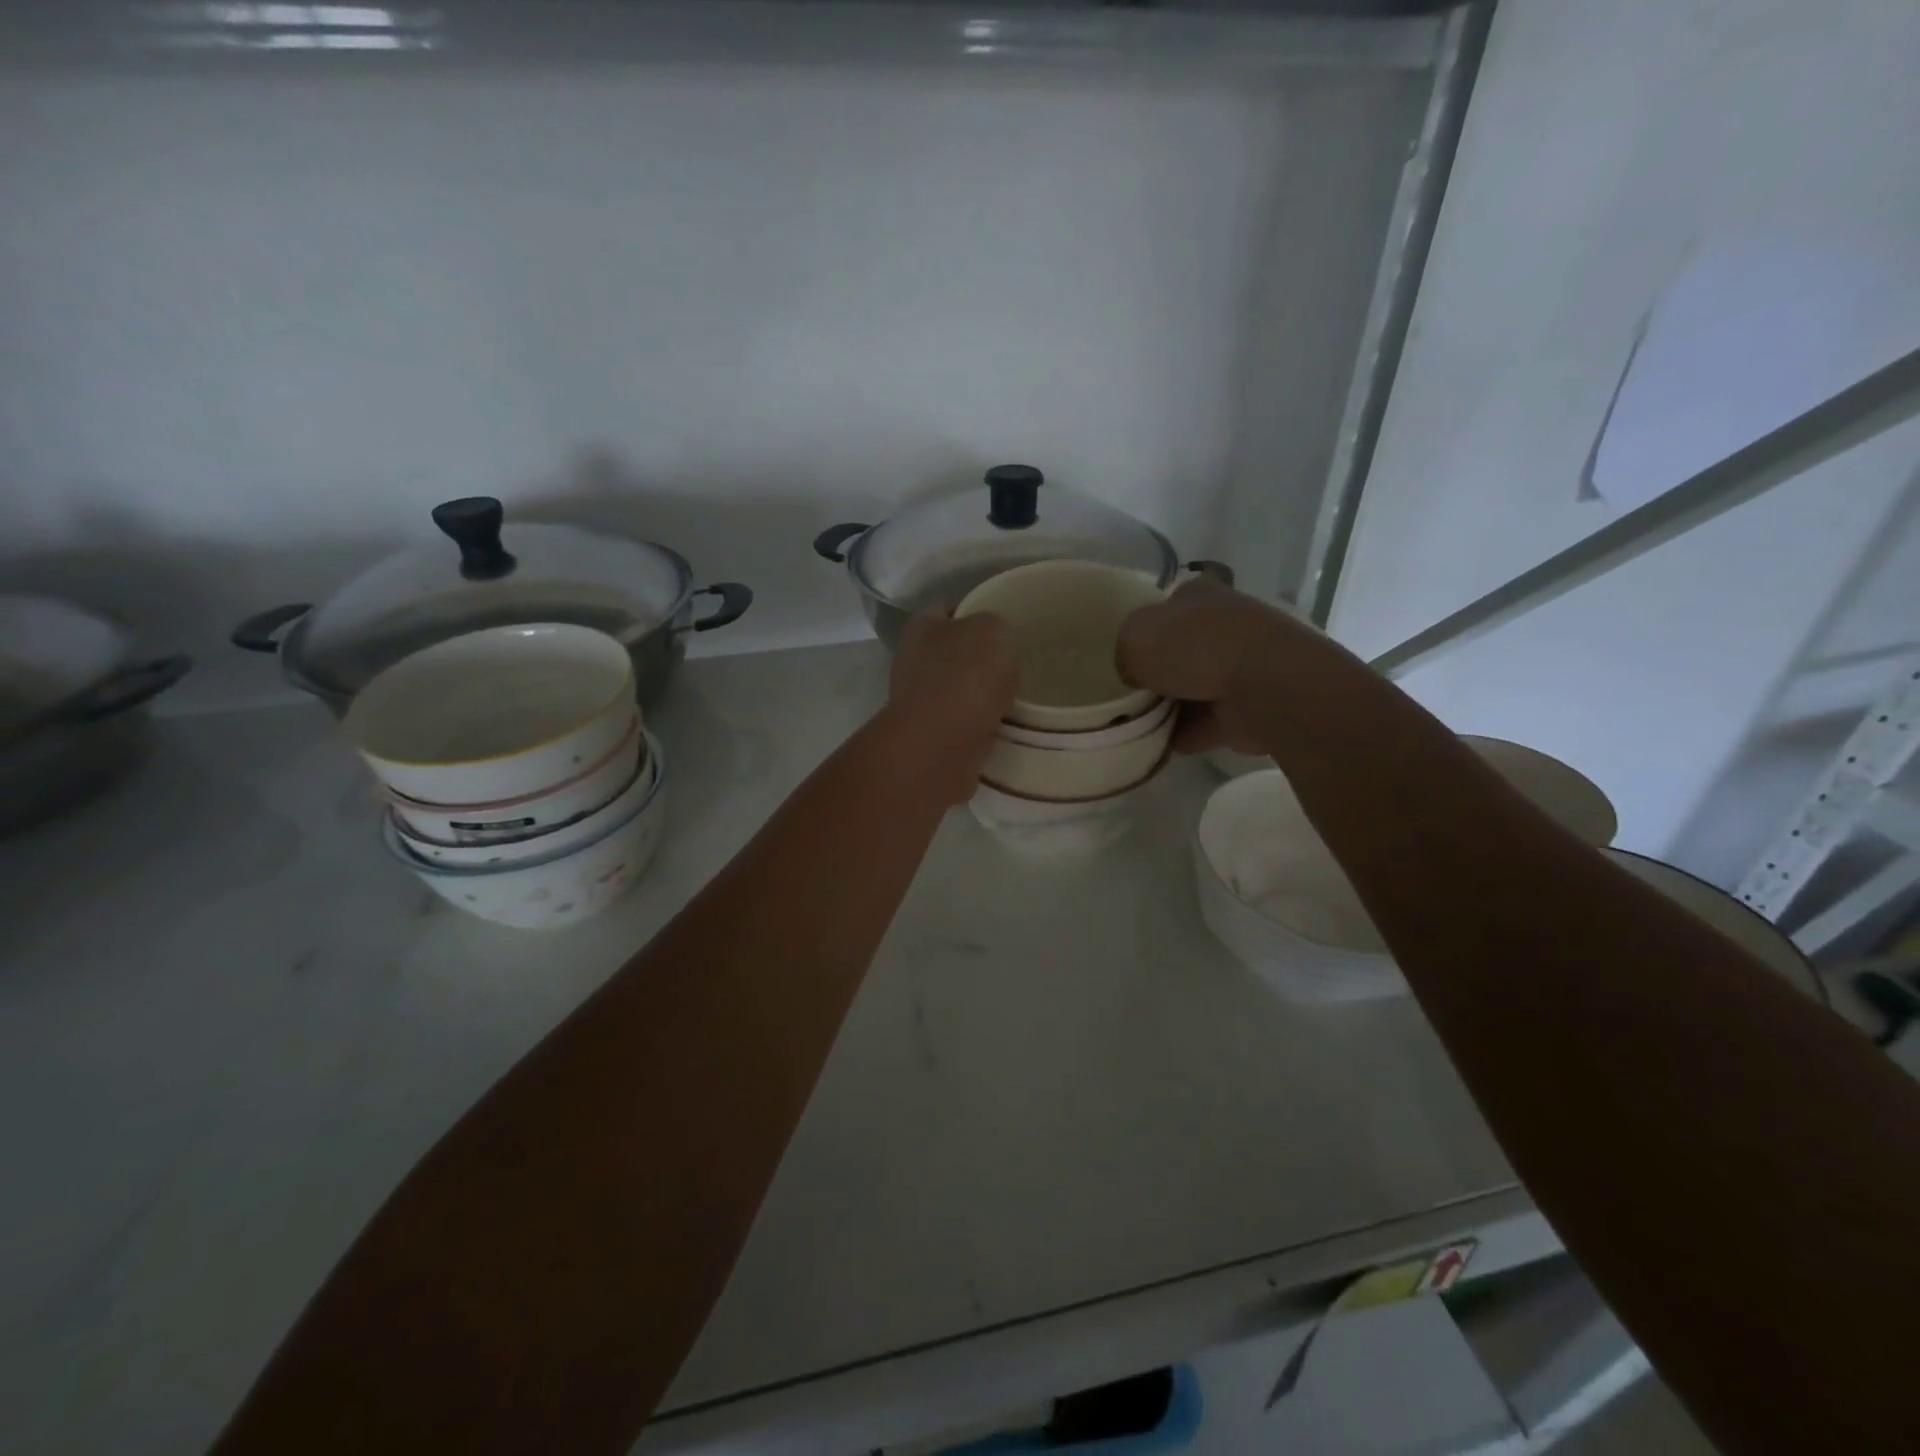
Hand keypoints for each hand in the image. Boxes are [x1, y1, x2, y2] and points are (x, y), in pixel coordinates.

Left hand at [885, 612, 1018, 803]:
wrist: (942, 744)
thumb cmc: (965, 676)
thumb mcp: (994, 630)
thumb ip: (996, 626)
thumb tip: (994, 641)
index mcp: (921, 626)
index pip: (950, 609)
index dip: (978, 612)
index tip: (1007, 625)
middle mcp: (913, 660)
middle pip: (955, 651)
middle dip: (983, 658)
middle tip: (1018, 661)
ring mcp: (920, 700)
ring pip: (961, 688)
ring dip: (984, 694)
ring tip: (1018, 694)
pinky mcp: (932, 734)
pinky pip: (965, 720)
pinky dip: (982, 723)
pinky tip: (1006, 722)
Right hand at [1117, 578, 1314, 754]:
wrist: (1264, 686)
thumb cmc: (1194, 647)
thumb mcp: (1134, 638)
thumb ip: (1124, 652)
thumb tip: (1134, 673)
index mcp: (1198, 595)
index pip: (1166, 608)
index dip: (1144, 630)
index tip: (1124, 656)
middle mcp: (1223, 625)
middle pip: (1180, 650)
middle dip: (1157, 673)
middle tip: (1127, 694)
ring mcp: (1242, 667)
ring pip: (1194, 688)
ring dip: (1170, 708)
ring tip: (1135, 726)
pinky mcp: (1250, 707)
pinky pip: (1206, 724)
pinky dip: (1186, 735)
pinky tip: (1159, 746)